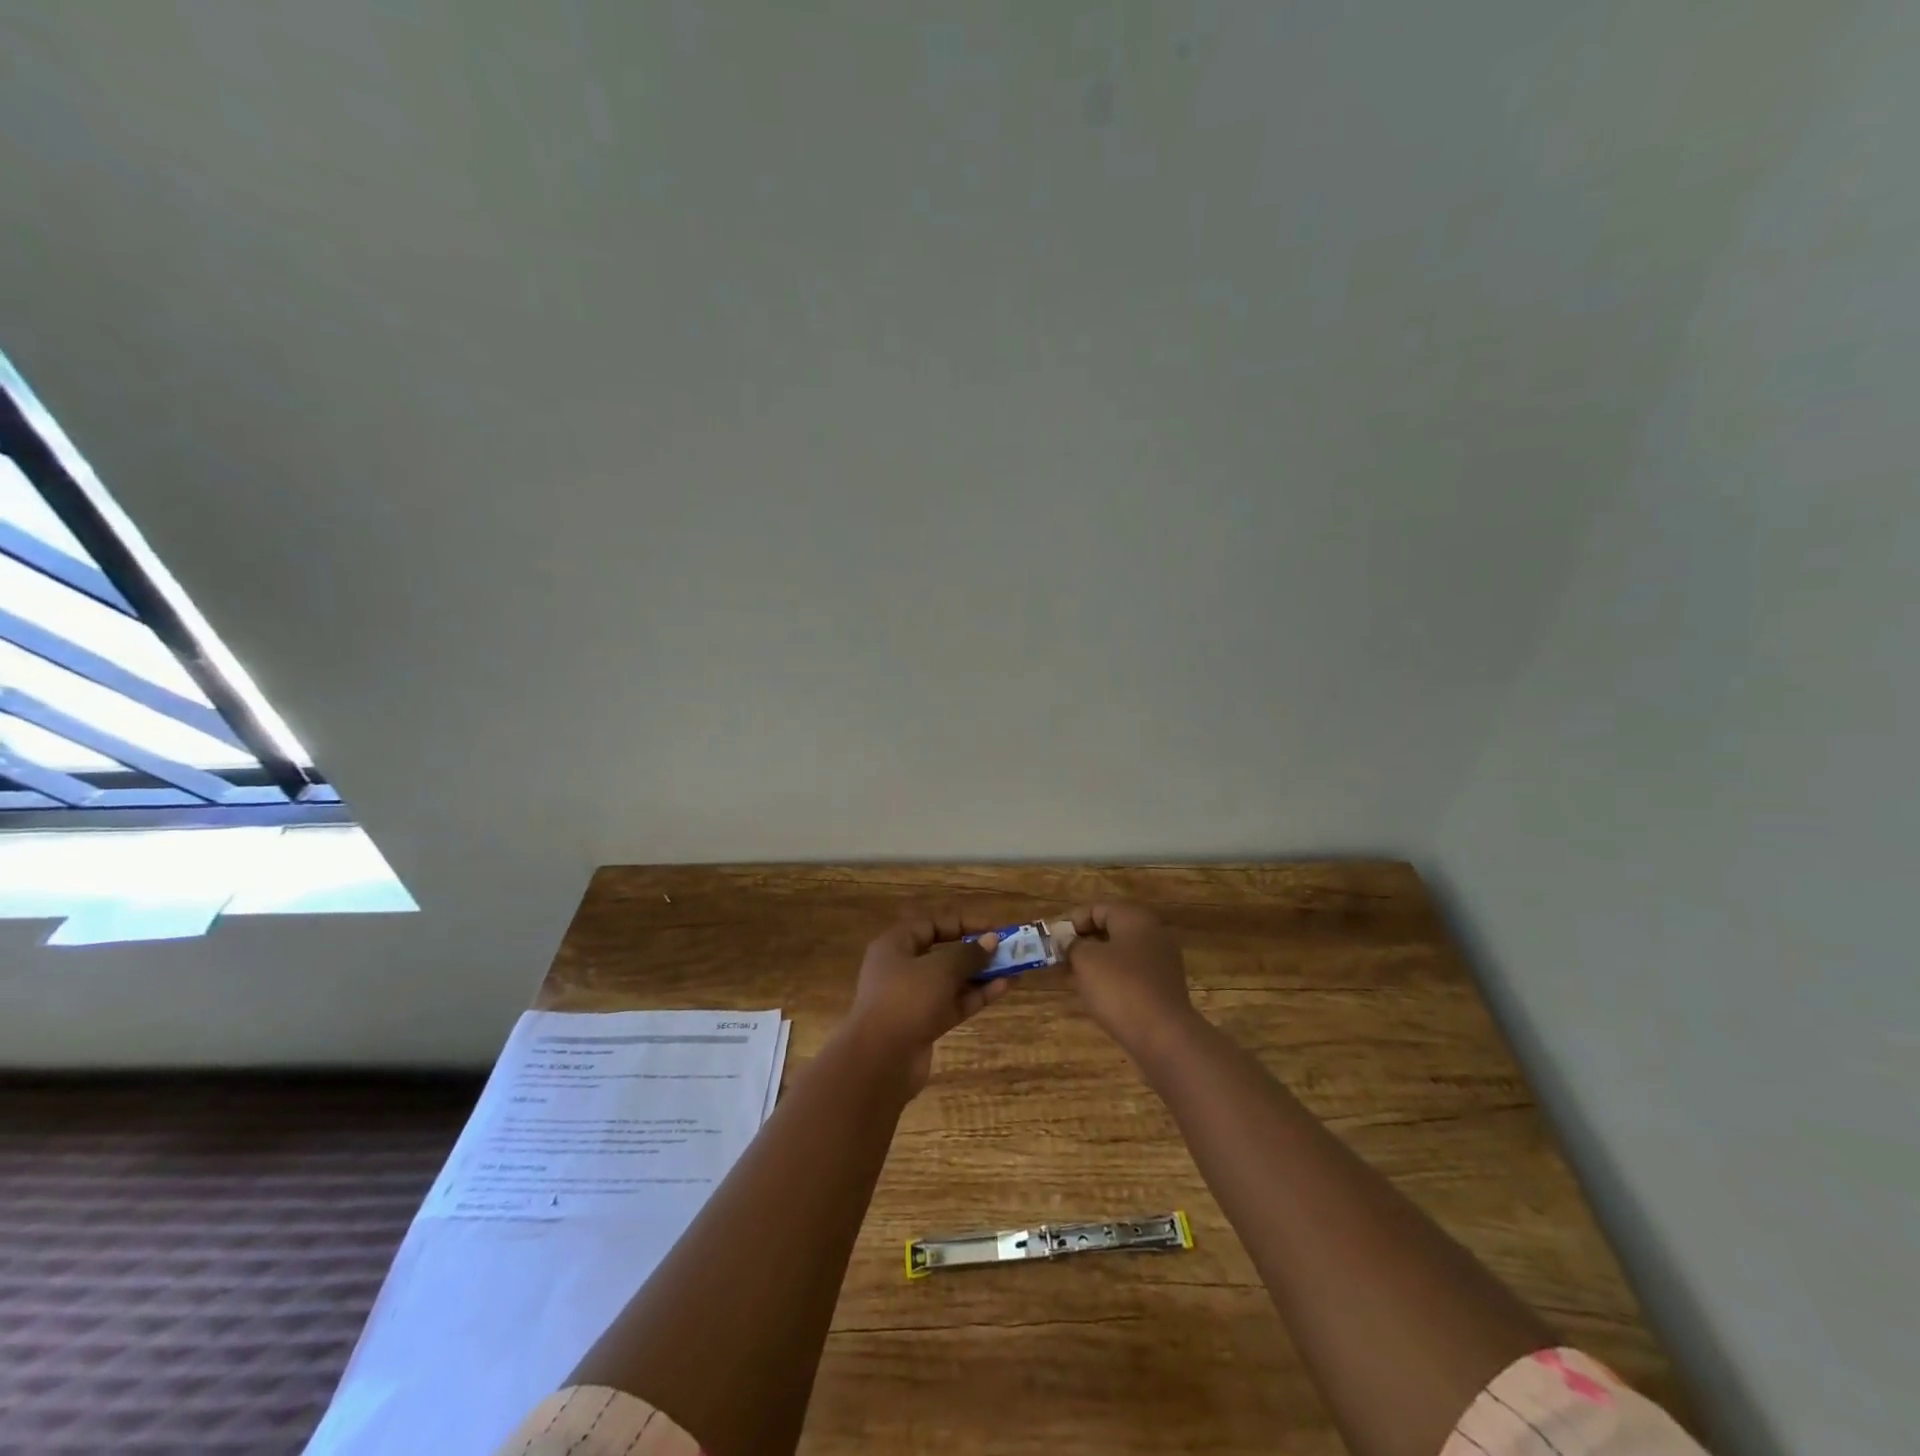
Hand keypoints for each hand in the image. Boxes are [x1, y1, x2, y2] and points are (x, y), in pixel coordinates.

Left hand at [840, 913, 1012, 1093]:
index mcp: (895, 946)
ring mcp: (913, 998)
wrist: (880, 1061)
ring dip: (981, 974)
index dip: (963, 924)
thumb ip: (968, 954)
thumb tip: (991, 940)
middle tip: (1007, 949)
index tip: (993, 929)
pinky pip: (954, 1003)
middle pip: (943, 952)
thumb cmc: (906, 1000)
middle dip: (975, 950)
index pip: (932, 925)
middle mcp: (902, 968)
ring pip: (952, 980)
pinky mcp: (925, 1024)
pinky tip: (1005, 987)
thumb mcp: (940, 969)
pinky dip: (977, 995)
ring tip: (1014, 968)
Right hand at [1064, 903, 1199, 1060]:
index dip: (1071, 922)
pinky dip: (1112, 978)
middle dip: (1083, 943)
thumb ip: (1072, 945)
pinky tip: (1098, 995)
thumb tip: (1070, 943)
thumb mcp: (1084, 960)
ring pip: (1120, 952)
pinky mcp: (1164, 986)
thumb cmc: (1119, 988)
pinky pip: (1131, 973)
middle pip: (1110, 929)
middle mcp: (1152, 932)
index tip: (1053, 943)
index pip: (1096, 908)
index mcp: (1135, 917)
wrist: (1163, 1036)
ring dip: (1096, 962)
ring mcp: (1162, 960)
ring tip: (1074, 978)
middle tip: (1061, 960)